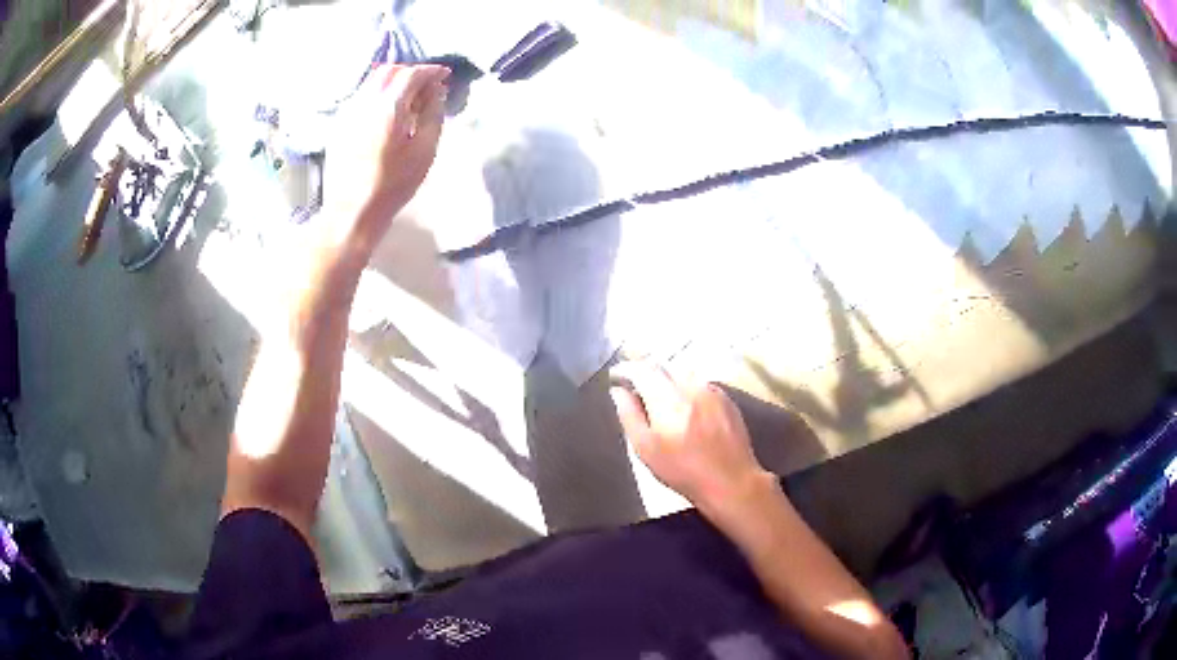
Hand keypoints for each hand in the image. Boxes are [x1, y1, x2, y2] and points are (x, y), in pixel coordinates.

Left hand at [326, 64, 449, 251]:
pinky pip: (361, 97)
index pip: (411, 74)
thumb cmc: (392, 186)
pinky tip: (388, 114)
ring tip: (408, 101)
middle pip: (389, 71)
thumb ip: (433, 115)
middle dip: (411, 73)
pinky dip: (378, 95)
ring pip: (372, 82)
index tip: (445, 76)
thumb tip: (436, 92)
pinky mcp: (338, 124)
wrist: (351, 212)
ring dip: (393, 82)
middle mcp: (364, 102)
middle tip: (427, 88)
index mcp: (388, 107)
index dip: (431, 71)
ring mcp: (347, 112)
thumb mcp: (424, 151)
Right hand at [610, 362, 771, 516]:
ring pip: (682, 372)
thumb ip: (629, 415)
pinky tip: (684, 404)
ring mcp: (711, 390)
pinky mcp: (726, 398)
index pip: (642, 369)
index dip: (625, 368)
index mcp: (668, 398)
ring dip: (666, 378)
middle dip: (645, 371)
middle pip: (662, 366)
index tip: (615, 375)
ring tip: (657, 395)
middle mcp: (690, 386)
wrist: (730, 480)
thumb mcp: (645, 449)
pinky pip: (699, 382)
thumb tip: (618, 391)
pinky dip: (685, 386)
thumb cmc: (682, 470)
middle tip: (633, 385)